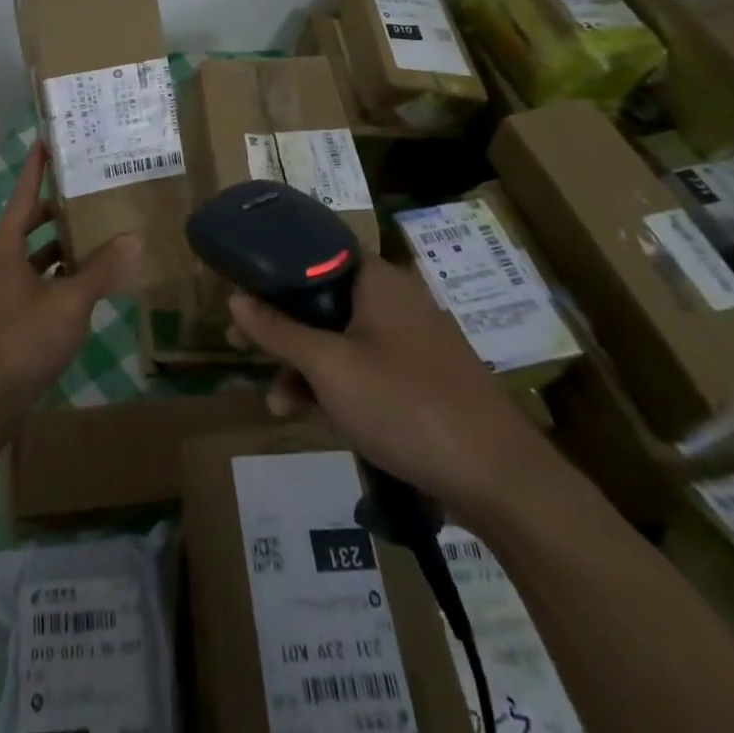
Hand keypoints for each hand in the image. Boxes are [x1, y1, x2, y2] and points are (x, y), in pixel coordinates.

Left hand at [0, 142, 141, 424]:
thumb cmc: (23, 340)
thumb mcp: (69, 302)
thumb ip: (101, 269)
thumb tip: (133, 238)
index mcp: (7, 246)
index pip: (23, 193)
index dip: (37, 166)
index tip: (49, 138)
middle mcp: (2, 260)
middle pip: (31, 220)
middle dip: (59, 205)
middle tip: (93, 189)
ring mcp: (5, 288)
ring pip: (36, 252)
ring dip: (63, 242)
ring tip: (99, 229)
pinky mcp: (12, 313)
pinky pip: (40, 278)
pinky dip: (61, 272)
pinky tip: (88, 278)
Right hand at [228, 258, 549, 517]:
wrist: (499, 479)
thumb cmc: (404, 403)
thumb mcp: (328, 367)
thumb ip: (278, 330)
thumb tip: (234, 297)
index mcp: (377, 280)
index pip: (316, 253)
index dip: (274, 271)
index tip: (241, 292)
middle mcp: (395, 300)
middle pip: (323, 300)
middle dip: (281, 328)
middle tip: (242, 346)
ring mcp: (413, 341)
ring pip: (342, 339)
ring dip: (305, 366)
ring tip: (278, 405)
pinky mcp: (423, 379)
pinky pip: (366, 367)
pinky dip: (337, 385)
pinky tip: (316, 416)